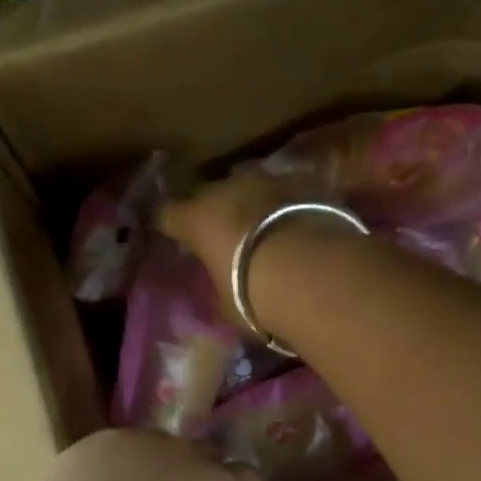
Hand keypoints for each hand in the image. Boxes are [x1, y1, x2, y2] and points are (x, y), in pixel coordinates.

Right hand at [158, 171, 303, 313]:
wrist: (313, 271)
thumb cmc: (255, 294)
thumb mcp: (227, 301)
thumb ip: (219, 282)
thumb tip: (221, 283)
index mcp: (196, 219)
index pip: (168, 215)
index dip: (171, 225)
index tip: (176, 236)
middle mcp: (226, 189)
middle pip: (210, 193)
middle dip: (214, 210)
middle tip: (225, 233)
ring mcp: (266, 179)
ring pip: (251, 184)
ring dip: (253, 201)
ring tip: (265, 224)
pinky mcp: (304, 180)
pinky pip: (289, 188)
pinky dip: (289, 202)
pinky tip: (300, 220)